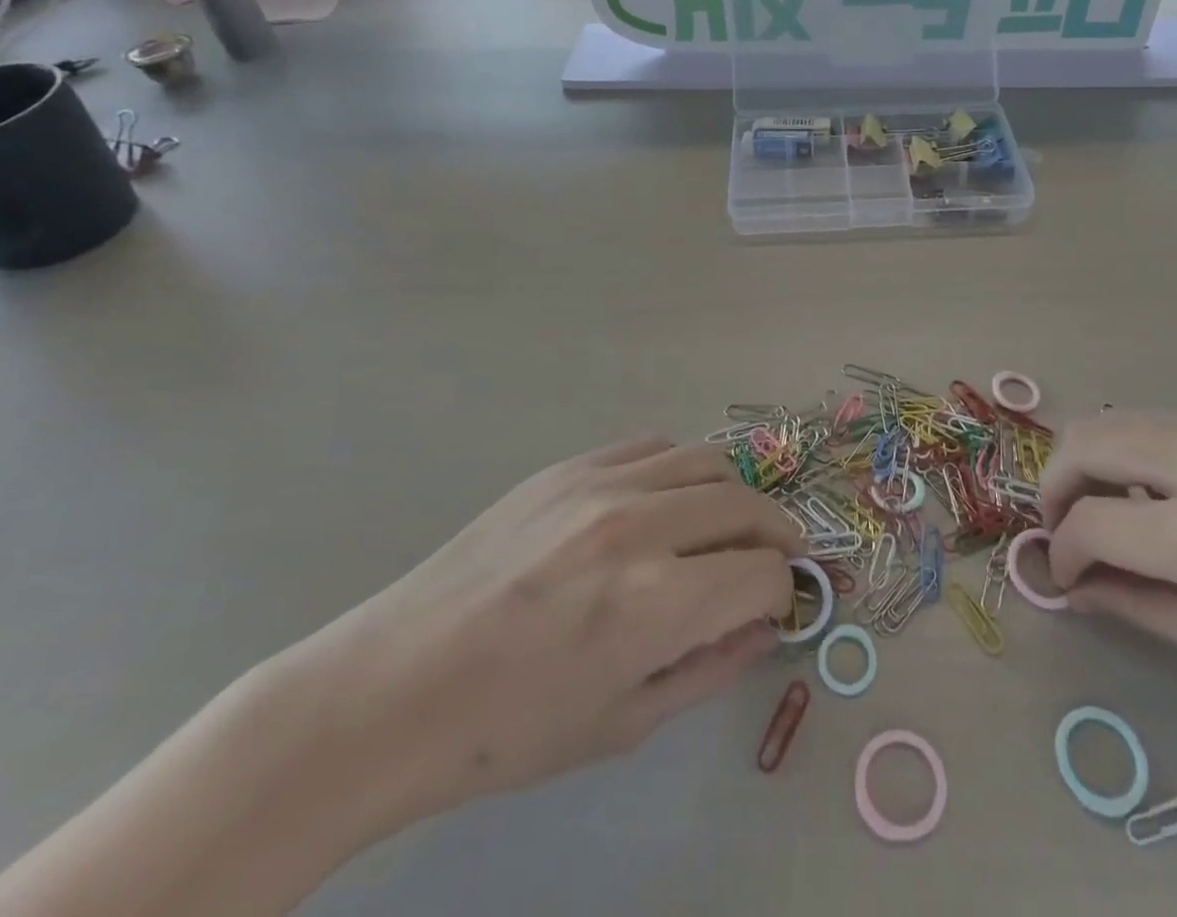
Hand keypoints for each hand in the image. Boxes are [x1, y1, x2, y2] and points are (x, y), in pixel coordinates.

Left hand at [281, 439, 801, 841]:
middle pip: (747, 504)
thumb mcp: (624, 722)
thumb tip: (765, 625)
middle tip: (764, 564)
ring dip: (730, 496)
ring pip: (707, 460)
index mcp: (657, 602)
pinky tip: (660, 505)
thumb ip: (711, 667)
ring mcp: (601, 483)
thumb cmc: (510, 729)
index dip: (780, 594)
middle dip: (774, 536)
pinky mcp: (568, 465)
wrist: (396, 685)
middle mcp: (639, 525)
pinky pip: (652, 446)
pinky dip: (678, 471)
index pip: (765, 573)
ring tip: (715, 529)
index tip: (770, 608)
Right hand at [1040, 409, 1176, 709]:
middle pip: (1082, 441)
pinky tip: (1171, 492)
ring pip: (1114, 420)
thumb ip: (1147, 610)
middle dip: (1054, 484)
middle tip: (1066, 527)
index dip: (1062, 550)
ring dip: (1092, 462)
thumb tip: (1076, 587)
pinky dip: (1138, 451)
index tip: (1065, 574)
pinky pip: (1161, 419)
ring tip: (1116, 511)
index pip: (1089, 521)